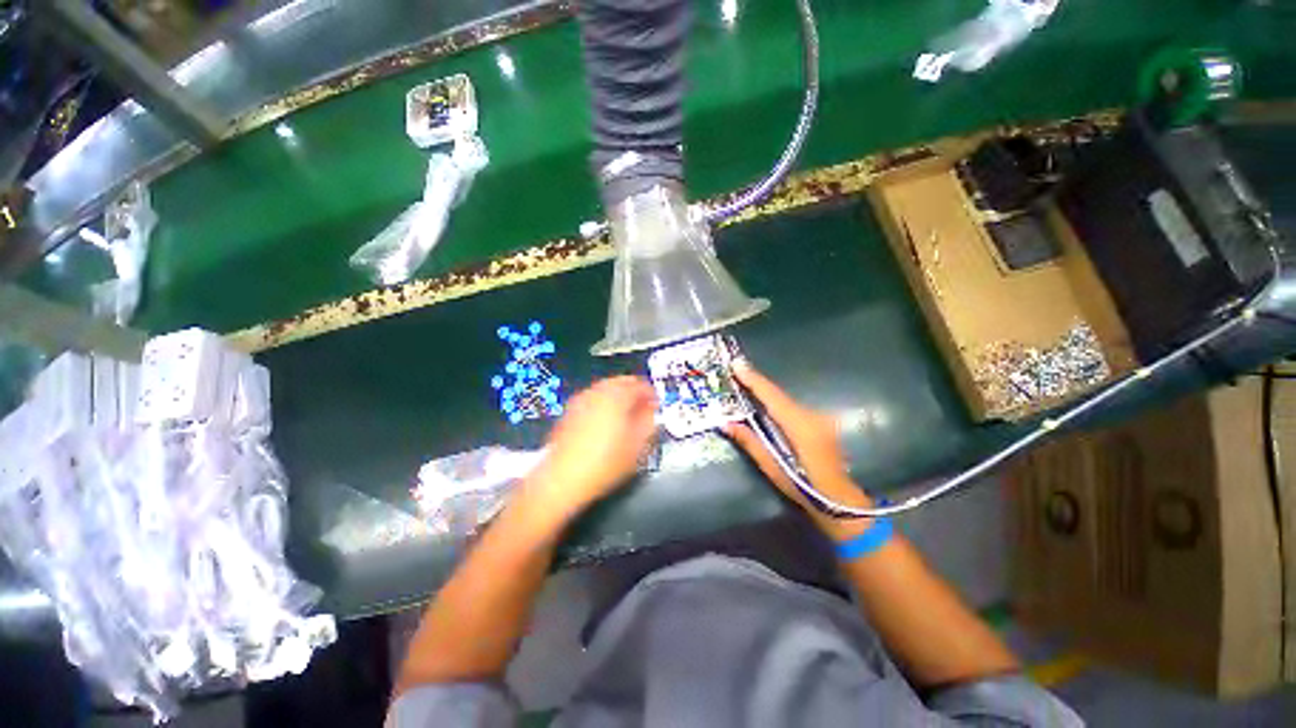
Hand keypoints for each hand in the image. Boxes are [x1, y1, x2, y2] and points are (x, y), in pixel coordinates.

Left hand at [518, 376, 657, 525]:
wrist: (562, 478)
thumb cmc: (604, 463)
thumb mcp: (637, 447)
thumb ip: (648, 424)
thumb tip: (651, 412)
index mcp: (617, 397)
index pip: (639, 385)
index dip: (651, 394)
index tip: (655, 405)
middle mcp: (598, 392)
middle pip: (621, 381)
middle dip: (634, 391)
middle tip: (642, 408)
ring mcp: (581, 399)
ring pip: (605, 388)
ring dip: (618, 396)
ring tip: (625, 415)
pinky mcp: (569, 410)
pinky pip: (593, 398)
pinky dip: (603, 402)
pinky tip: (605, 421)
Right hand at [723, 361, 873, 539]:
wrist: (841, 502)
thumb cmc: (804, 487)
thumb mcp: (773, 468)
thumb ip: (750, 442)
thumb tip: (726, 423)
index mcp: (799, 426)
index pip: (772, 396)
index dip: (754, 379)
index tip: (737, 364)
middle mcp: (812, 415)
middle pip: (779, 395)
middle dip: (757, 385)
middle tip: (736, 374)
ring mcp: (820, 418)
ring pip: (786, 401)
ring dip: (767, 396)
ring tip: (747, 388)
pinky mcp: (822, 422)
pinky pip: (794, 408)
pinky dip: (779, 406)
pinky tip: (768, 409)